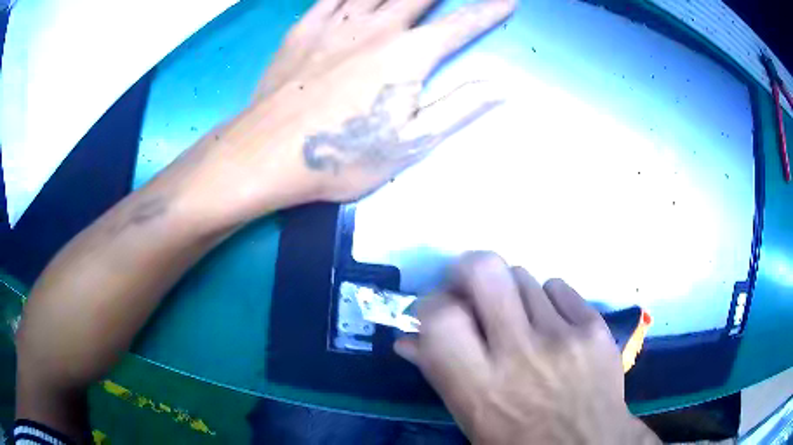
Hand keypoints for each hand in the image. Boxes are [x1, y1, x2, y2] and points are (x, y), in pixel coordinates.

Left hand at [189, 0, 511, 222]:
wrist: (267, 154)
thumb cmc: (341, 156)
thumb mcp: (411, 143)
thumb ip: (459, 108)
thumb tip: (501, 86)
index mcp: (409, 55)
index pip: (461, 25)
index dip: (487, 12)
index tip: (508, 0)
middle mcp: (377, 28)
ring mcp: (336, 23)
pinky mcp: (304, 28)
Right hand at [395, 252, 659, 443]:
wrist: (589, 444)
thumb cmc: (521, 441)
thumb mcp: (472, 419)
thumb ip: (440, 375)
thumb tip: (406, 340)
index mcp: (481, 388)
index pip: (441, 318)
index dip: (431, 305)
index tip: (437, 310)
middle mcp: (520, 355)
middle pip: (485, 271)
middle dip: (470, 270)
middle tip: (472, 288)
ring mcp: (563, 336)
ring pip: (522, 275)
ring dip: (510, 292)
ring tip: (520, 318)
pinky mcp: (594, 326)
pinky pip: (557, 286)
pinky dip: (546, 299)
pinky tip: (552, 324)